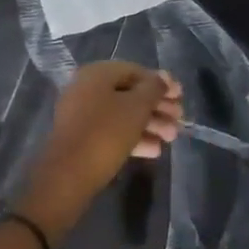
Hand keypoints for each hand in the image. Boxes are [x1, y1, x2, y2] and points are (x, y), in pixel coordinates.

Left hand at [18, 64, 182, 240]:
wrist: (67, 177)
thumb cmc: (105, 133)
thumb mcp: (136, 108)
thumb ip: (154, 89)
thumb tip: (163, 78)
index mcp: (97, 73)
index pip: (136, 71)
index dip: (160, 82)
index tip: (181, 96)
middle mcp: (87, 88)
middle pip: (130, 93)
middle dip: (157, 107)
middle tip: (179, 119)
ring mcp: (83, 115)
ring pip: (123, 114)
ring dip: (150, 124)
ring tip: (172, 138)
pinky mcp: (82, 139)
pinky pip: (112, 131)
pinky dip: (134, 137)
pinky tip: (155, 151)